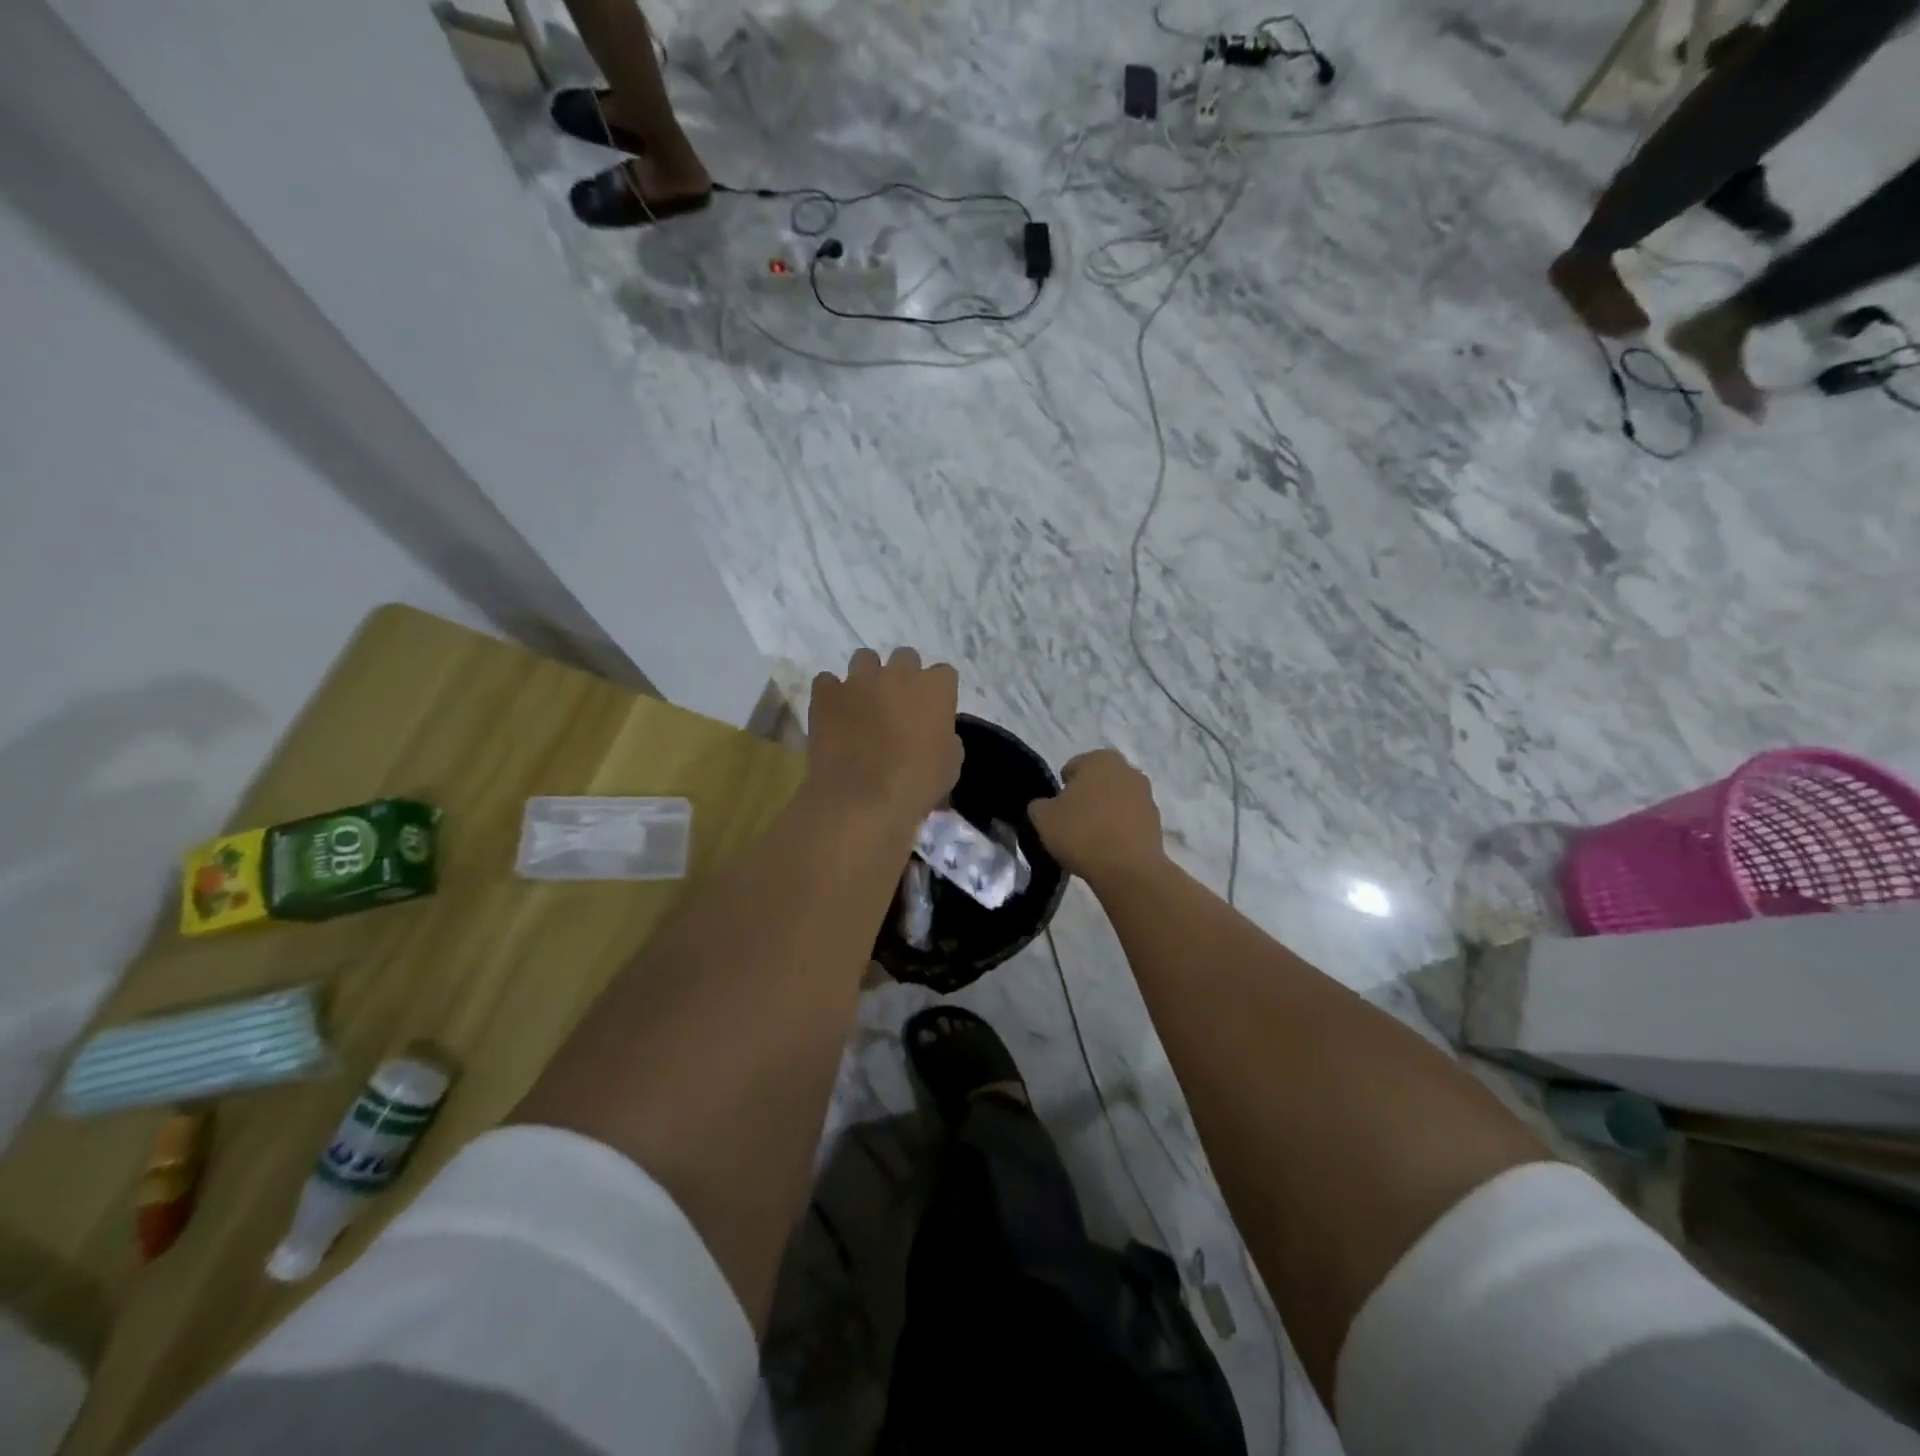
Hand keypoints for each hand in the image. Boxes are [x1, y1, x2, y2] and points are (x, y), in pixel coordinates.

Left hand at [807, 648, 961, 826]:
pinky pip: (827, 682)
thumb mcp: (950, 765)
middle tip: (898, 704)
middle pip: (905, 657)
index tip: (932, 711)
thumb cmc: (916, 784)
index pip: (944, 673)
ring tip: (863, 703)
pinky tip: (834, 715)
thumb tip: (936, 734)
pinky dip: (831, 695)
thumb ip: (946, 738)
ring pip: (864, 659)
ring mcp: (859, 680)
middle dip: (903, 676)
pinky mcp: (826, 693)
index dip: (937, 692)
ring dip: (867, 677)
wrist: (862, 798)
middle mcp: (898, 673)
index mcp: (935, 688)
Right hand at [1028, 749, 1166, 887]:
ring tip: (1090, 839)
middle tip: (1071, 822)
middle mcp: (1128, 770)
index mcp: (1100, 759)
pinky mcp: (1156, 822)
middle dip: (1086, 797)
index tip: (1057, 810)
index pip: (1073, 767)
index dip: (1062, 788)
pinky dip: (1119, 829)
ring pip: (1116, 800)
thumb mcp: (1043, 817)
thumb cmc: (1081, 832)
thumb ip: (1039, 805)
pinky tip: (1107, 849)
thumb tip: (1046, 806)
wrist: (1127, 869)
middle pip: (1098, 782)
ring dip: (1104, 813)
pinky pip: (1129, 821)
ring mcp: (1146, 796)